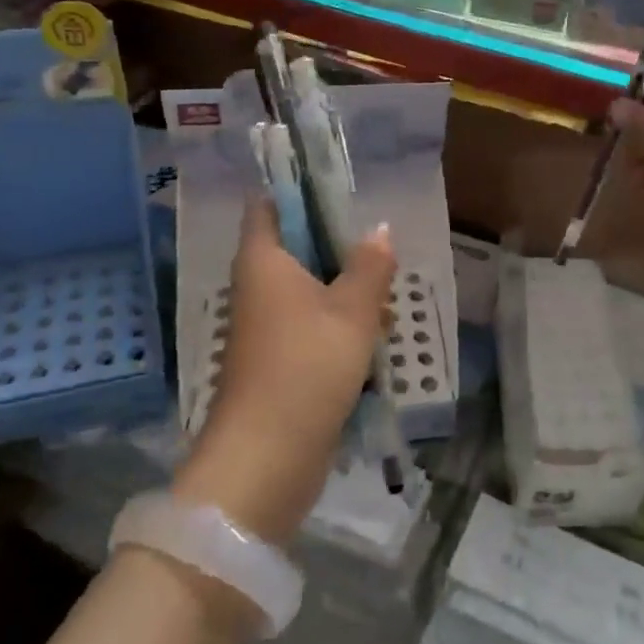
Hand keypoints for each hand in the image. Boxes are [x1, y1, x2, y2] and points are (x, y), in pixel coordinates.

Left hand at [173, 198, 395, 544]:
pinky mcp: (277, 360)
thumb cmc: (307, 367)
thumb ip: (369, 266)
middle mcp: (257, 287)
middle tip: (379, 242)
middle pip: (294, 247)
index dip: (299, 188)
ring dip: (344, 288)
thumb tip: (380, 228)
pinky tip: (373, 331)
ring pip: (307, 288)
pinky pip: (309, 324)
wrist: (267, 458)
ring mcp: (265, 326)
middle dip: (338, 244)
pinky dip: (338, 322)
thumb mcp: (351, 311)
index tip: (340, 186)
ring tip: (386, 290)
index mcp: (263, 261)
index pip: (269, 205)